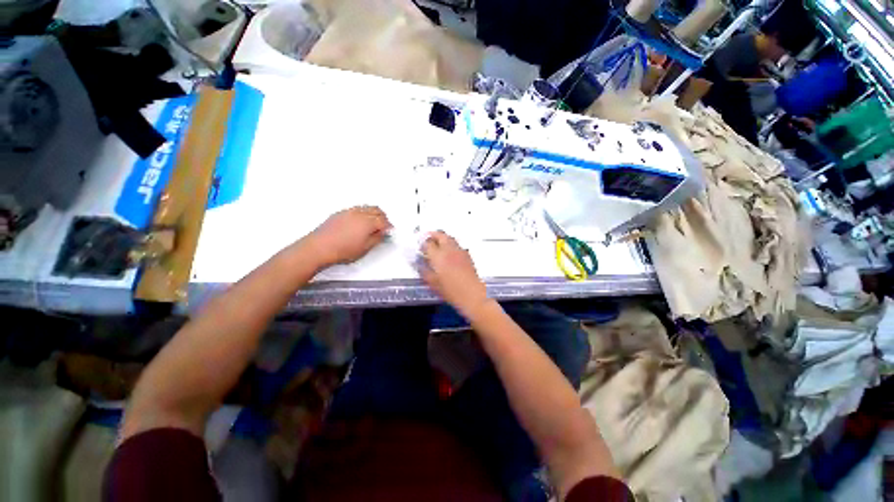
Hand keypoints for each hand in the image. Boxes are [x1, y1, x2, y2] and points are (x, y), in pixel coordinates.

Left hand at [307, 206, 390, 266]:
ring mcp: (349, 211)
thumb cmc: (342, 250)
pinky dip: (363, 213)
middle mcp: (359, 213)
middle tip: (383, 227)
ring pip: (366, 207)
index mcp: (368, 222)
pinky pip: (356, 208)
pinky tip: (360, 222)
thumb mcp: (365, 248)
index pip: (383, 221)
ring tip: (373, 224)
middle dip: (383, 217)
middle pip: (377, 210)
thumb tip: (383, 233)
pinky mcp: (340, 213)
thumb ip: (377, 238)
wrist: (319, 247)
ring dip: (373, 213)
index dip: (388, 226)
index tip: (389, 231)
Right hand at [420, 231, 488, 315]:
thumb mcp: (432, 283)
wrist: (471, 294)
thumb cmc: (451, 291)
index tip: (421, 248)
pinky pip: (457, 245)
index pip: (428, 243)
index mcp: (438, 256)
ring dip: (442, 238)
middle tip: (428, 239)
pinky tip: (449, 252)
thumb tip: (419, 265)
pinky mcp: (467, 255)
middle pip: (440, 235)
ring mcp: (459, 251)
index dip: (422, 244)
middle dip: (433, 235)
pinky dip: (451, 244)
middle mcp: (449, 250)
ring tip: (438, 243)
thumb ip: (424, 271)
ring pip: (449, 238)